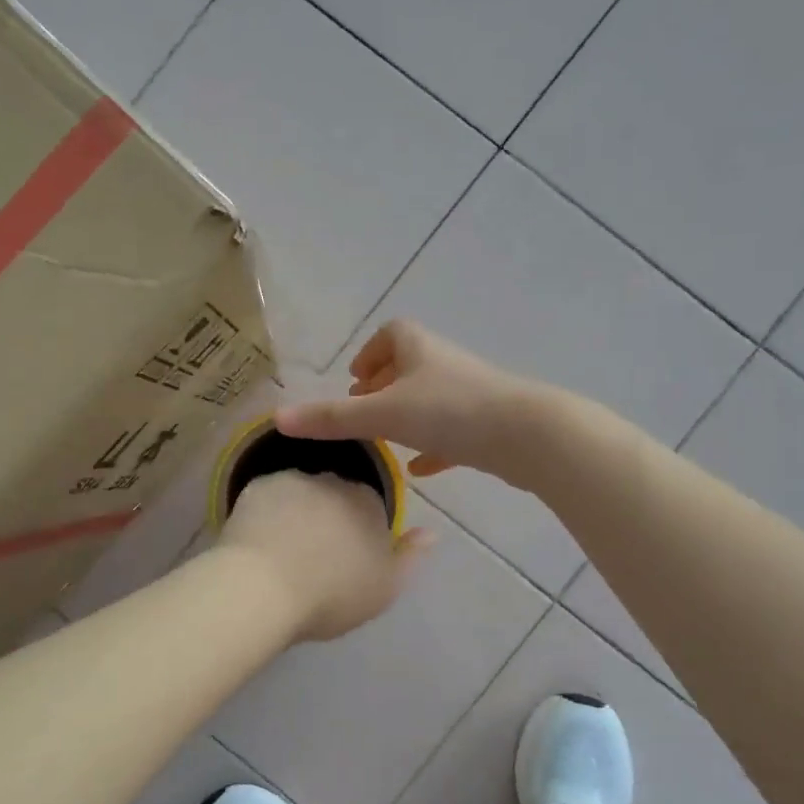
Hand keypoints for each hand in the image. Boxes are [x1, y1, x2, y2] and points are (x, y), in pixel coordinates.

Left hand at [218, 471, 431, 641]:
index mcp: (369, 503)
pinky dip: (267, 513)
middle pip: (335, 494)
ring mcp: (292, 480)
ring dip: (297, 511)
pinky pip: (268, 497)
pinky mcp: (256, 486)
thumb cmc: (332, 594)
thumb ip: (411, 558)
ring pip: (300, 492)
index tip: (348, 558)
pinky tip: (258, 540)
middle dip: (329, 516)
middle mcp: (334, 480)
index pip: (371, 506)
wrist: (262, 589)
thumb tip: (430, 533)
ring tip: (282, 549)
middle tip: (315, 555)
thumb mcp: (385, 588)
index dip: (360, 530)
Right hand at [276, 321, 552, 488]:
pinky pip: (453, 430)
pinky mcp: (487, 424)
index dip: (371, 353)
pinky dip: (434, 444)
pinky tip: (423, 469)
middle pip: (411, 366)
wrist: (526, 434)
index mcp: (419, 349)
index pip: (391, 335)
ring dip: (408, 415)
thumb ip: (332, 419)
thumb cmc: (450, 412)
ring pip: (432, 399)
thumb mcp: (382, 415)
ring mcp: (469, 394)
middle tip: (362, 411)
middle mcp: (444, 364)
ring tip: (386, 440)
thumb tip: (277, 418)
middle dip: (385, 386)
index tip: (356, 379)